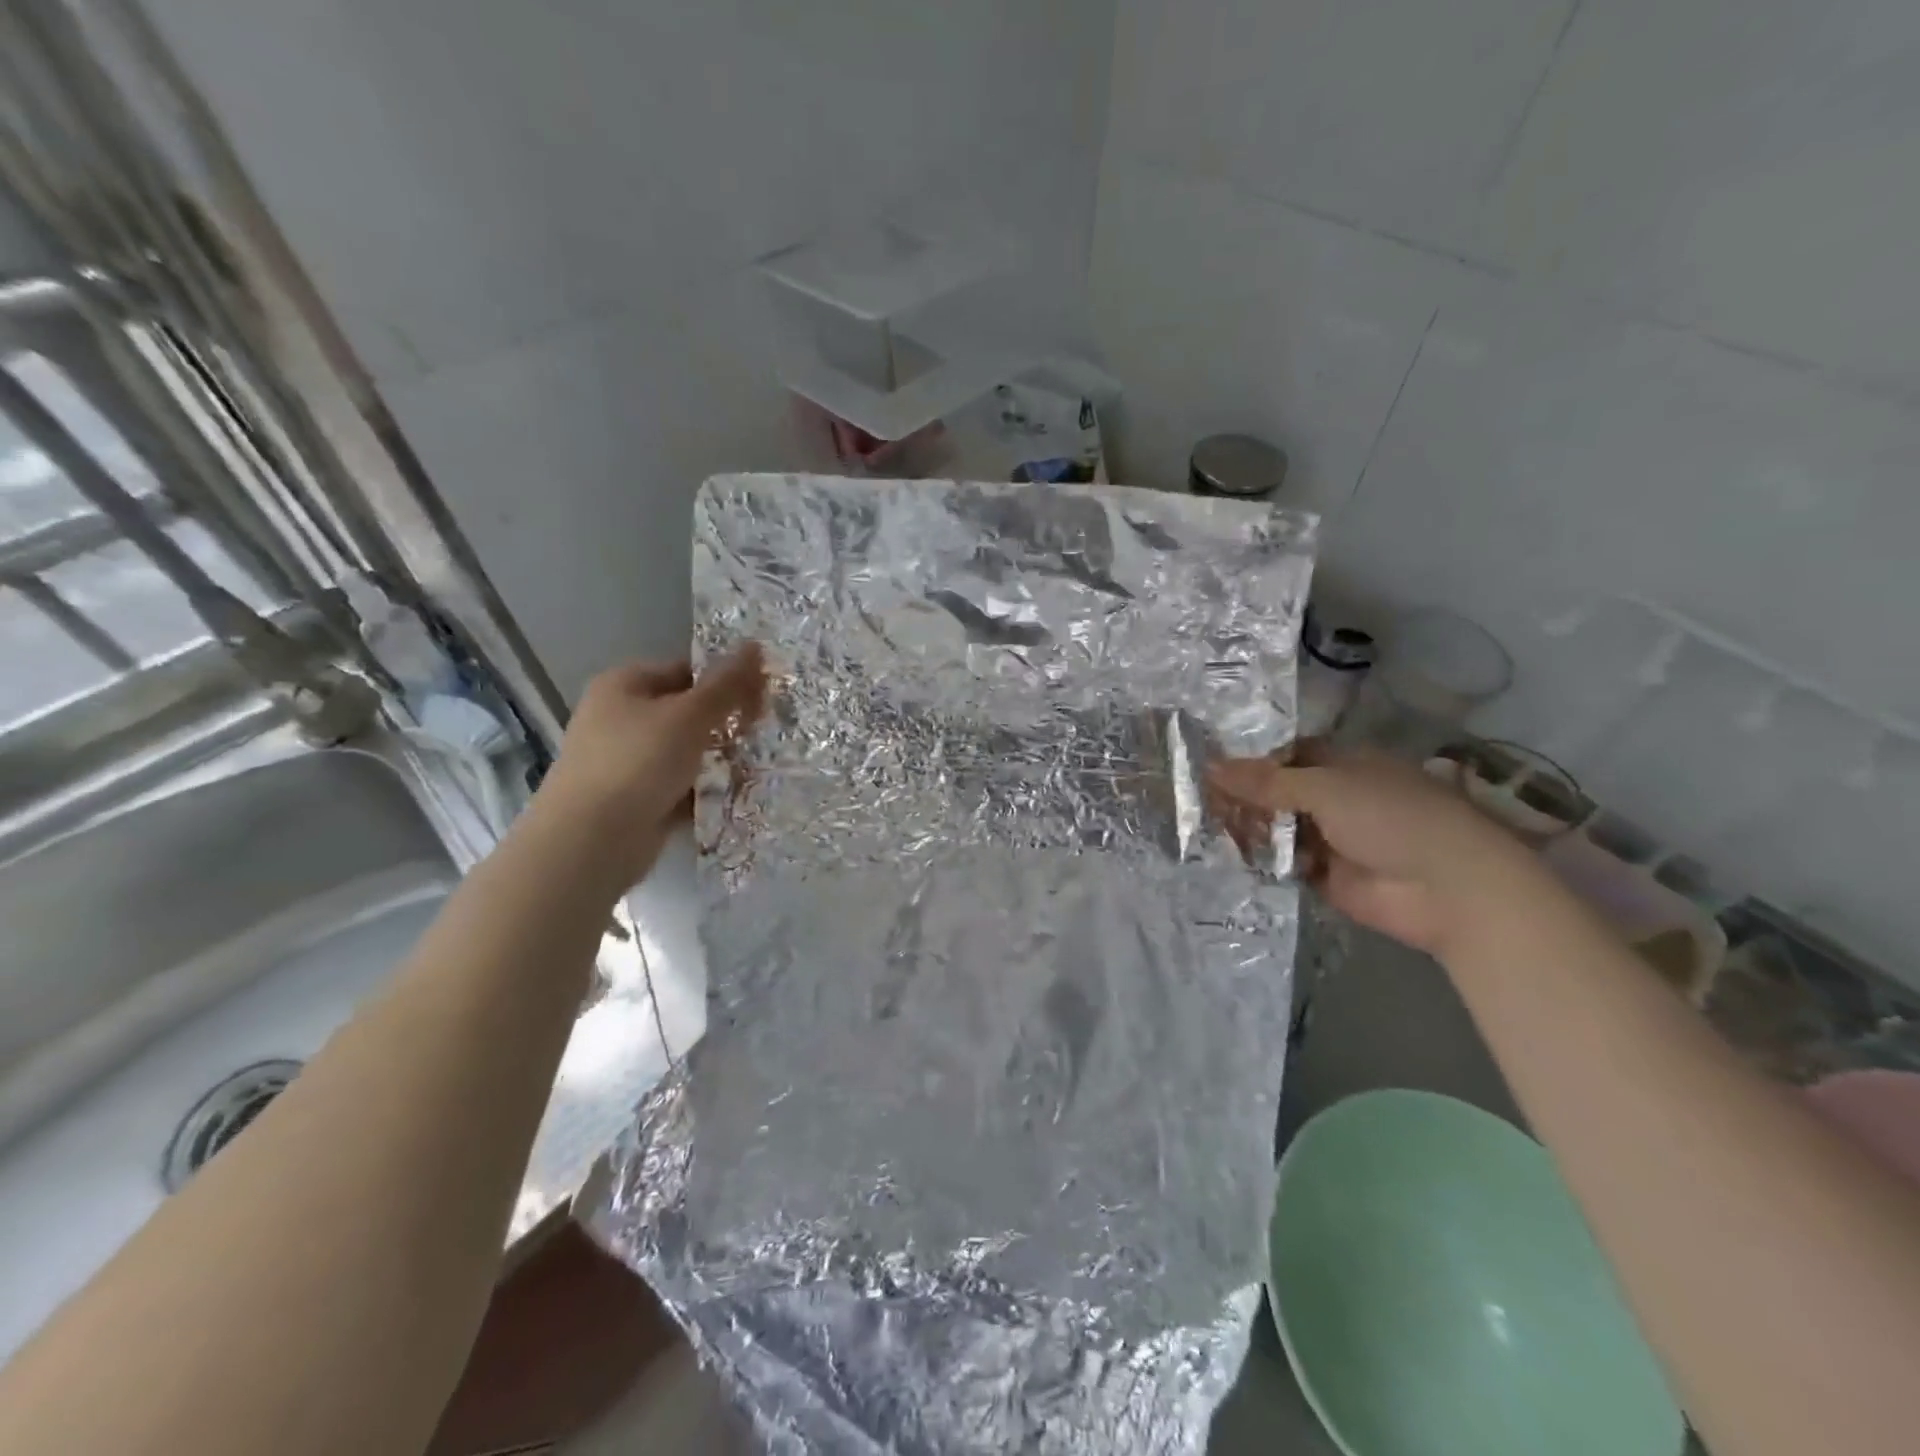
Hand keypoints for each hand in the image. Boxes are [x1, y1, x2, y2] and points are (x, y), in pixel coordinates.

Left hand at [527, 643, 765, 892]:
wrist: (590, 841)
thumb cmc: (637, 762)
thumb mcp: (689, 715)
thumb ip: (726, 684)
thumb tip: (755, 645)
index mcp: (624, 685)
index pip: (686, 670)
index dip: (726, 680)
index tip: (764, 698)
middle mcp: (620, 717)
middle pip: (687, 711)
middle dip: (726, 724)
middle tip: (766, 733)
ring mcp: (626, 761)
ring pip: (686, 751)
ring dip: (719, 759)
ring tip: (759, 766)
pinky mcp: (635, 799)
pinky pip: (680, 786)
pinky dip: (703, 790)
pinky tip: (734, 796)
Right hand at [1206, 747, 1541, 956]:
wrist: (1448, 889)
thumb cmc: (1392, 818)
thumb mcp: (1324, 788)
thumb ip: (1265, 781)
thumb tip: (1210, 766)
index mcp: (1343, 765)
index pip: (1286, 755)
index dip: (1249, 759)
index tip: (1206, 765)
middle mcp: (1335, 797)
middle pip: (1276, 793)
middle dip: (1242, 797)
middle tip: (1197, 801)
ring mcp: (1330, 838)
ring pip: (1277, 828)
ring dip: (1248, 828)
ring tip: (1204, 827)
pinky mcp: (1324, 876)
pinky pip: (1282, 864)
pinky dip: (1259, 861)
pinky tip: (1224, 855)